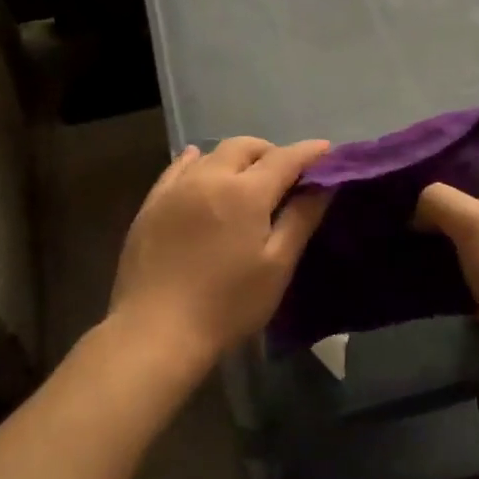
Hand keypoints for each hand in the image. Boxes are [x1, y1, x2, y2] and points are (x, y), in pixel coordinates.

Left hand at [109, 136, 332, 373]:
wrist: (155, 332)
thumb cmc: (227, 305)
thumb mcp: (276, 266)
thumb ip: (301, 219)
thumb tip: (323, 185)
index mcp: (245, 192)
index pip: (285, 158)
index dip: (310, 152)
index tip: (327, 151)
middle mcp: (209, 177)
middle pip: (245, 147)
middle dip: (271, 152)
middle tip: (287, 175)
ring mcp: (175, 188)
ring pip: (212, 154)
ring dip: (237, 158)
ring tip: (247, 178)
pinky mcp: (151, 204)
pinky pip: (178, 168)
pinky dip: (198, 162)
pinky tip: (200, 166)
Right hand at [415, 183, 478, 397]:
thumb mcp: (474, 222)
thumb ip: (442, 203)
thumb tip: (418, 207)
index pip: (477, 201)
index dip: (445, 209)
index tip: (411, 227)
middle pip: (478, 235)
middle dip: (447, 244)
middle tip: (410, 255)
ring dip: (454, 276)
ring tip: (418, 283)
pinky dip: (466, 303)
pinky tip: (443, 309)